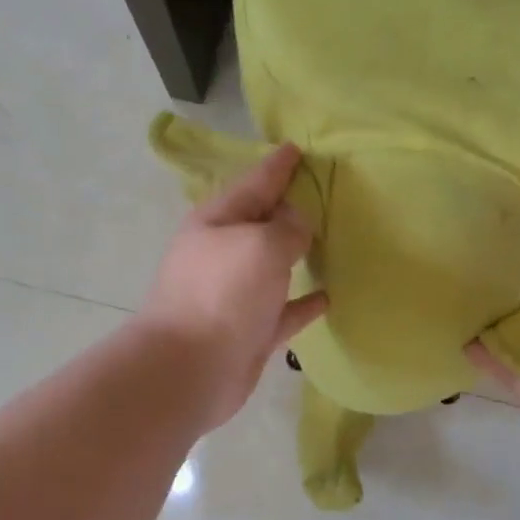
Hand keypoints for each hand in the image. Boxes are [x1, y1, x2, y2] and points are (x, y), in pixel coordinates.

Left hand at [139, 144, 329, 431]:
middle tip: (324, 191)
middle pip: (263, 222)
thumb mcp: (260, 245)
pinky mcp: (250, 329)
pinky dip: (304, 300)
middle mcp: (224, 253)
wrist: (188, 370)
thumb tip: (297, 225)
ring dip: (298, 252)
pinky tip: (329, 296)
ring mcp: (236, 294)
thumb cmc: (222, 294)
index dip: (278, 165)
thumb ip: (287, 228)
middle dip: (289, 206)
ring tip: (331, 239)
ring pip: (274, 264)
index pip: (255, 182)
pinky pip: (285, 308)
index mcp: (218, 221)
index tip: (298, 149)